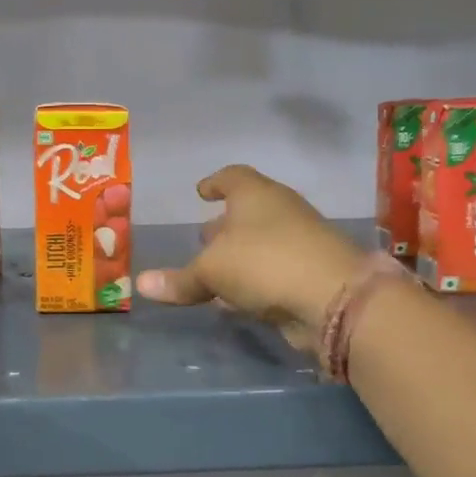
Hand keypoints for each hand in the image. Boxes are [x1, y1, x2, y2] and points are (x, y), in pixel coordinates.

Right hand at [136, 165, 363, 349]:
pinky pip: (271, 272)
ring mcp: (299, 242)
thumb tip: (141, 285)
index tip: (200, 192)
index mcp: (256, 195)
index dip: (215, 182)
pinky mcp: (309, 275)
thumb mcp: (212, 271)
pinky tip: (233, 300)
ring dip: (239, 255)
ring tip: (212, 271)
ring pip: (261, 244)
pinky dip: (252, 281)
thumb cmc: (264, 263)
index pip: (232, 176)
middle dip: (224, 224)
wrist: (334, 298)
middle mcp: (280, 212)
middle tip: (202, 235)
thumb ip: (179, 279)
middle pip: (248, 211)